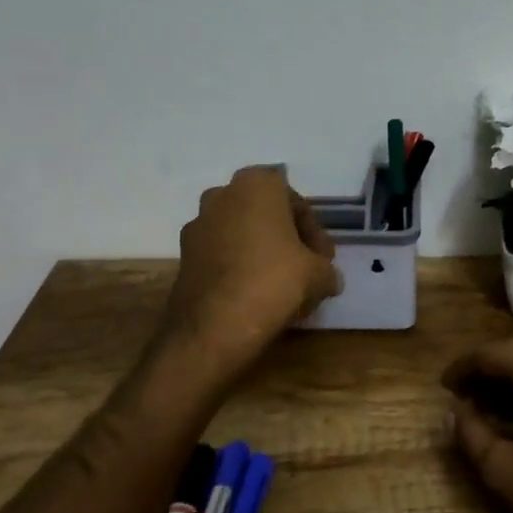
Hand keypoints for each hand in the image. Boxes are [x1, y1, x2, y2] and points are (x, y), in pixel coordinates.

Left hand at [165, 167, 341, 372]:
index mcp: (256, 185)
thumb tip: (329, 279)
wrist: (213, 326)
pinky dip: (239, 266)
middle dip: (287, 238)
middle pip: (266, 214)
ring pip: (241, 233)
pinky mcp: (183, 255)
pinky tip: (255, 293)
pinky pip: (221, 253)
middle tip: (306, 267)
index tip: (325, 260)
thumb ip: (326, 269)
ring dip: (261, 251)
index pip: (297, 204)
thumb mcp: (318, 274)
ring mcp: (197, 225)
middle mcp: (222, 195)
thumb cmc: (272, 282)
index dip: (315, 233)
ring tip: (281, 283)